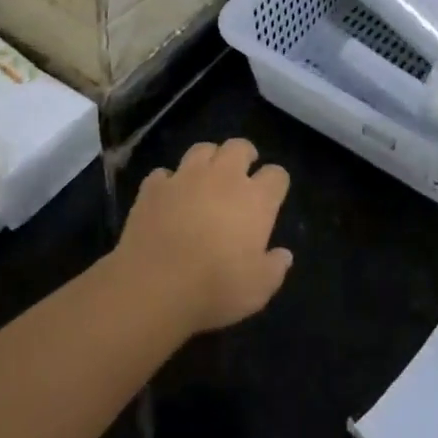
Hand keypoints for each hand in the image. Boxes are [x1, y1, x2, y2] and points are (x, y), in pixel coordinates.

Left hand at [115, 138, 293, 334]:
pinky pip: (163, 173)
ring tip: (206, 176)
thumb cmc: (215, 289)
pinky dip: (168, 181)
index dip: (276, 182)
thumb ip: (274, 268)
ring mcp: (185, 178)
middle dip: (244, 154)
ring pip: (202, 149)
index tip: (273, 194)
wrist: (154, 286)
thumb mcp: (258, 289)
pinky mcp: (153, 187)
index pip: (276, 175)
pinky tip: (168, 196)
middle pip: (239, 147)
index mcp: (255, 200)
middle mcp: (223, 178)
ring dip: (208, 159)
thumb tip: (283, 255)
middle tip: (242, 172)